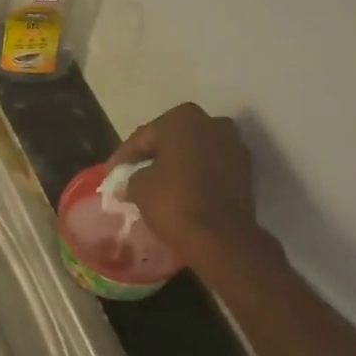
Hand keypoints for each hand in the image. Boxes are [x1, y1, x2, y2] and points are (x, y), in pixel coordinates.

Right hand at [110, 103, 258, 257]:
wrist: (220, 236)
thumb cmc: (173, 201)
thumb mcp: (138, 187)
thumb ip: (130, 177)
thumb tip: (129, 182)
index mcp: (182, 118)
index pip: (143, 137)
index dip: (123, 157)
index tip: (110, 175)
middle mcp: (212, 123)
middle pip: (171, 140)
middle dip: (153, 157)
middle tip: (132, 176)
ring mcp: (234, 145)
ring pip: (194, 153)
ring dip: (176, 166)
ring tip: (157, 186)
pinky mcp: (246, 170)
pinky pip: (211, 168)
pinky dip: (196, 176)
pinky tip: (182, 192)